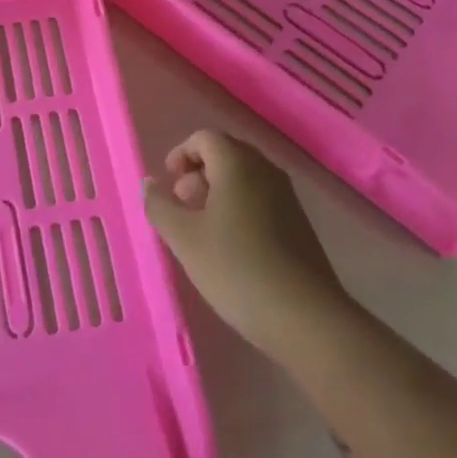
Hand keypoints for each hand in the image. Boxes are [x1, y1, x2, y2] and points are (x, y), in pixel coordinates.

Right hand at [143, 129, 353, 357]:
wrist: (307, 319)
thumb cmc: (236, 269)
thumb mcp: (184, 239)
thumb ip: (159, 206)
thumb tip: (149, 183)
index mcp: (237, 164)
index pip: (204, 138)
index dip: (181, 153)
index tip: (169, 182)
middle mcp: (265, 171)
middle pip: (226, 154)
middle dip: (198, 172)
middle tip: (182, 205)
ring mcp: (287, 198)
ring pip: (244, 178)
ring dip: (218, 192)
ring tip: (202, 229)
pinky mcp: (299, 225)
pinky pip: (261, 200)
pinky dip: (239, 208)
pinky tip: (230, 246)